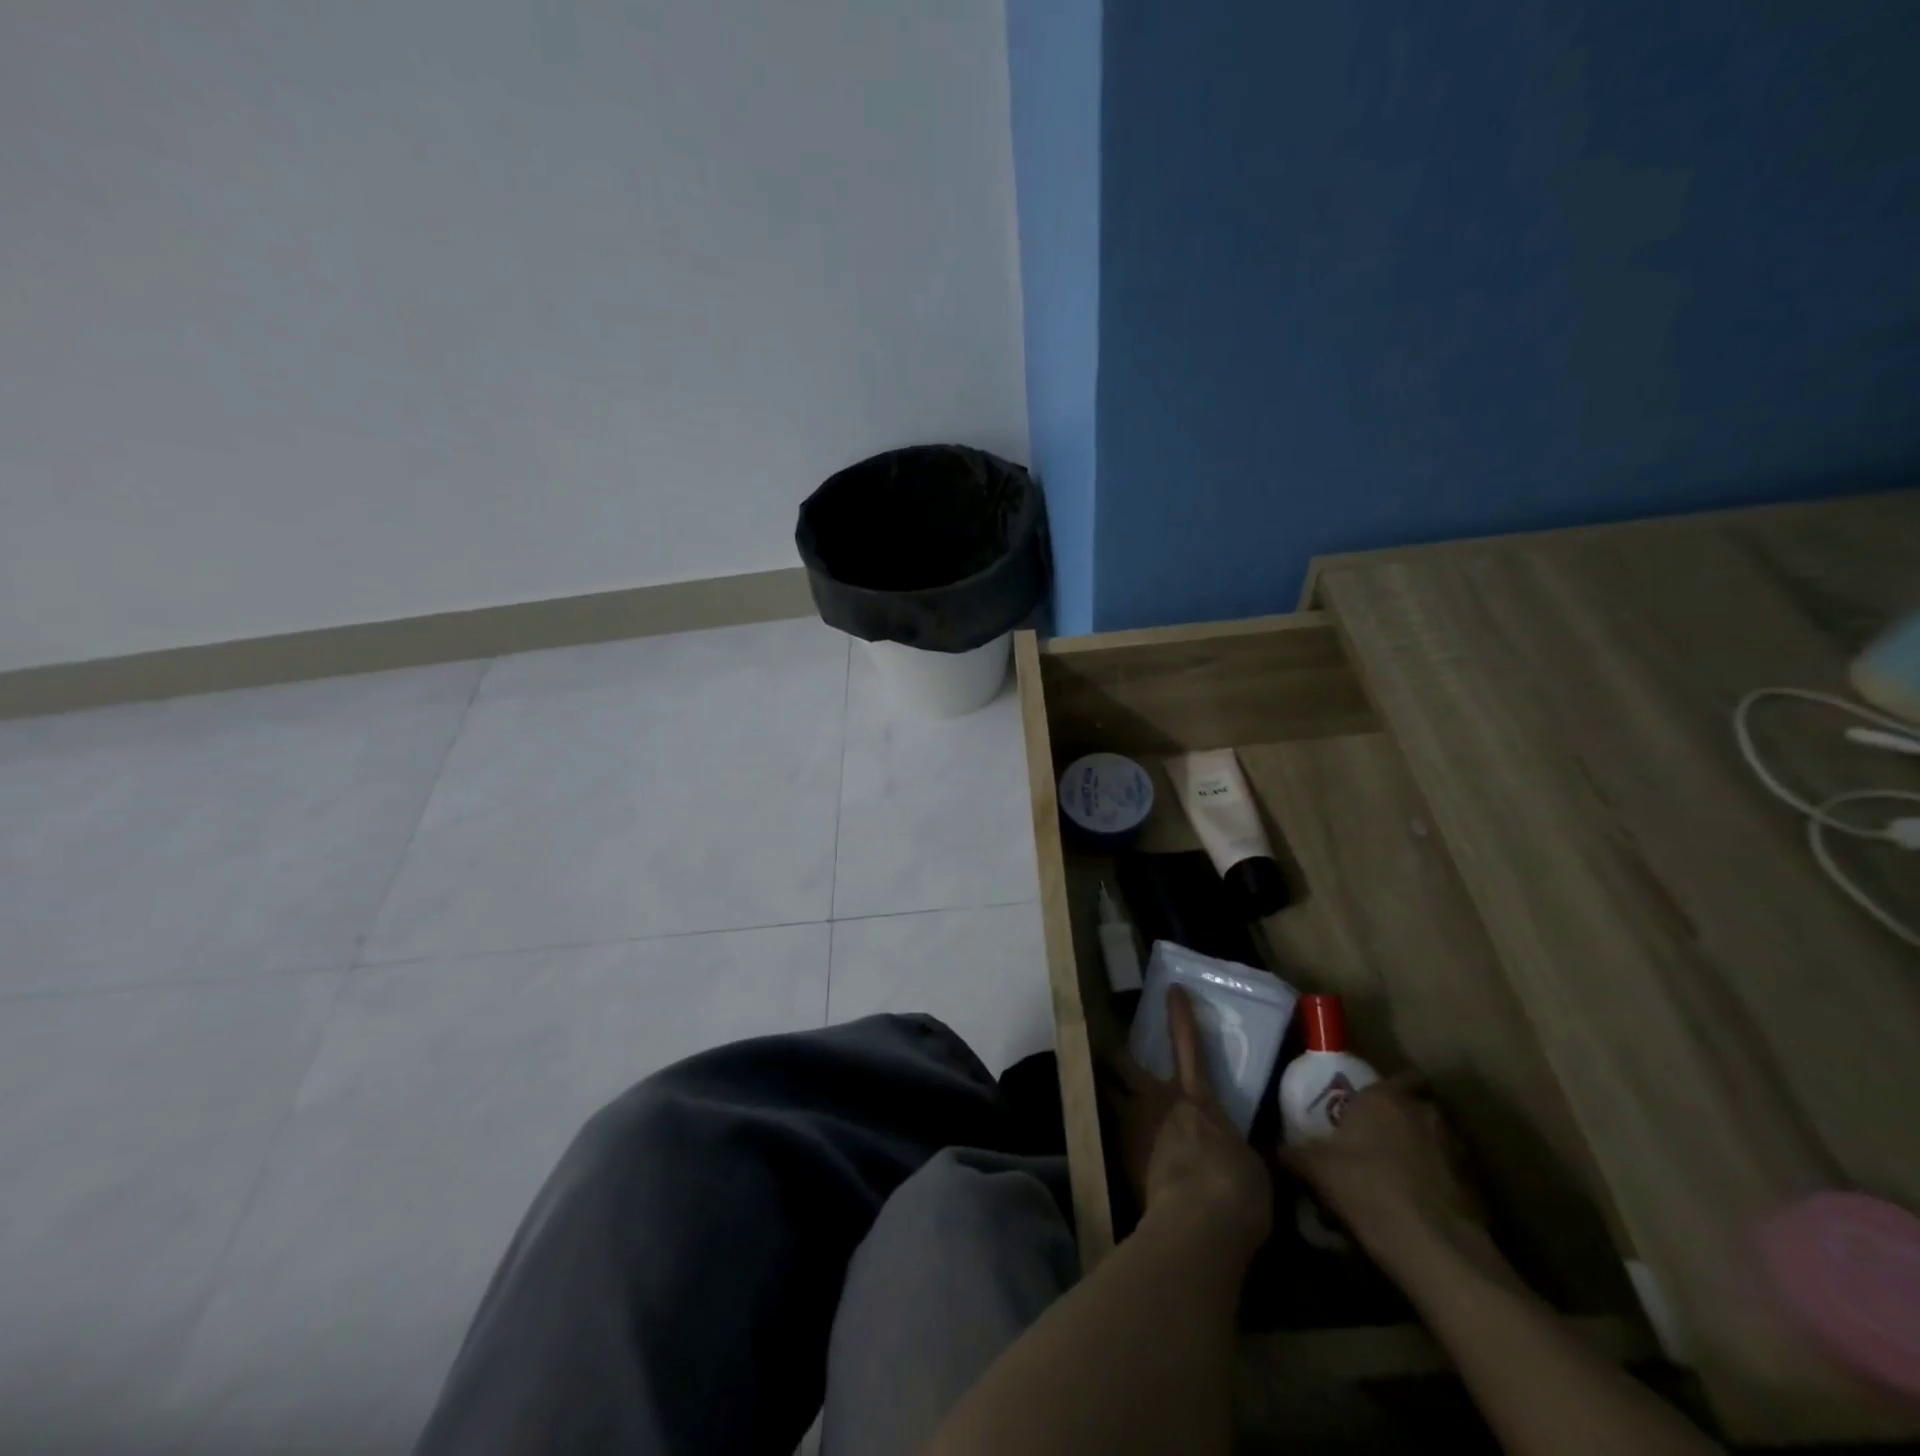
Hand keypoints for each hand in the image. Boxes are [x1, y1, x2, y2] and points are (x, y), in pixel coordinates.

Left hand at [1104, 987, 1271, 1259]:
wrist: (1198, 1225)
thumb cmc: (1236, 1188)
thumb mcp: (1252, 1163)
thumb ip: (1237, 1146)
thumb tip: (1239, 1150)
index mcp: (1196, 1098)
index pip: (1188, 1045)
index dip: (1179, 1017)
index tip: (1171, 991)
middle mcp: (1158, 1103)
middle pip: (1125, 1066)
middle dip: (1118, 1057)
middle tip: (1114, 1053)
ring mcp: (1135, 1130)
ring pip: (1111, 1099)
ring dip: (1112, 1096)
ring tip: (1110, 1097)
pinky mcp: (1122, 1163)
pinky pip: (1116, 1141)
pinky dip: (1121, 1142)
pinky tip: (1126, 1156)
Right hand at [1279, 1074, 1487, 1273]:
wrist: (1435, 1251)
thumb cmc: (1367, 1188)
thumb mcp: (1315, 1169)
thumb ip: (1293, 1153)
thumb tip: (1273, 1148)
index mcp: (1387, 1097)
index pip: (1400, 1076)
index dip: (1386, 1088)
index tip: (1366, 1103)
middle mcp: (1426, 1114)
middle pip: (1420, 1106)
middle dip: (1403, 1118)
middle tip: (1378, 1136)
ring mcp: (1457, 1151)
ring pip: (1438, 1140)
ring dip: (1423, 1150)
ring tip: (1397, 1173)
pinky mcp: (1476, 1189)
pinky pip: (1451, 1175)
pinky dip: (1438, 1183)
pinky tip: (1417, 1205)